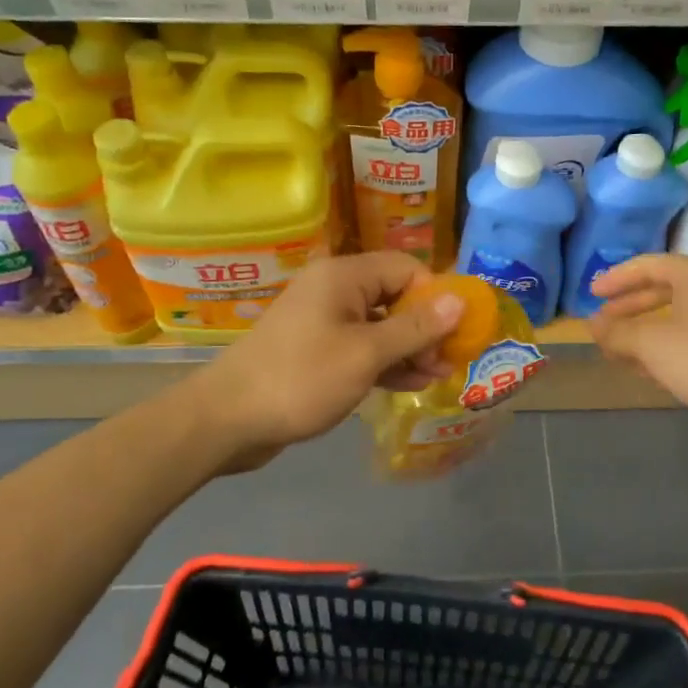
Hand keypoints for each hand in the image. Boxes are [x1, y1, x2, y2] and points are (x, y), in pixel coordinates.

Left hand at [184, 252, 465, 473]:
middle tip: (450, 358)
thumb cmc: (302, 379)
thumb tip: (459, 300)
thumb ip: (415, 328)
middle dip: (425, 326)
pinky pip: (361, 347)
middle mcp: (334, 290)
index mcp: (344, 276)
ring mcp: (323, 321)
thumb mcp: (366, 354)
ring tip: (438, 375)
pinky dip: (385, 362)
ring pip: (379, 325)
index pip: (405, 268)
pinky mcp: (316, 350)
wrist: (228, 419)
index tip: (457, 330)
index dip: (435, 295)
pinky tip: (411, 383)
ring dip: (409, 348)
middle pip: (394, 296)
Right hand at [589, 254, 687, 439]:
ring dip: (642, 332)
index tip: (591, 295)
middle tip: (601, 324)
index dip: (616, 279)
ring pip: (674, 317)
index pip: (649, 265)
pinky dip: (664, 347)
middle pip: (662, 290)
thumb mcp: (650, 344)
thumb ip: (617, 331)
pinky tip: (643, 369)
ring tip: (615, 350)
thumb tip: (593, 325)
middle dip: (628, 309)